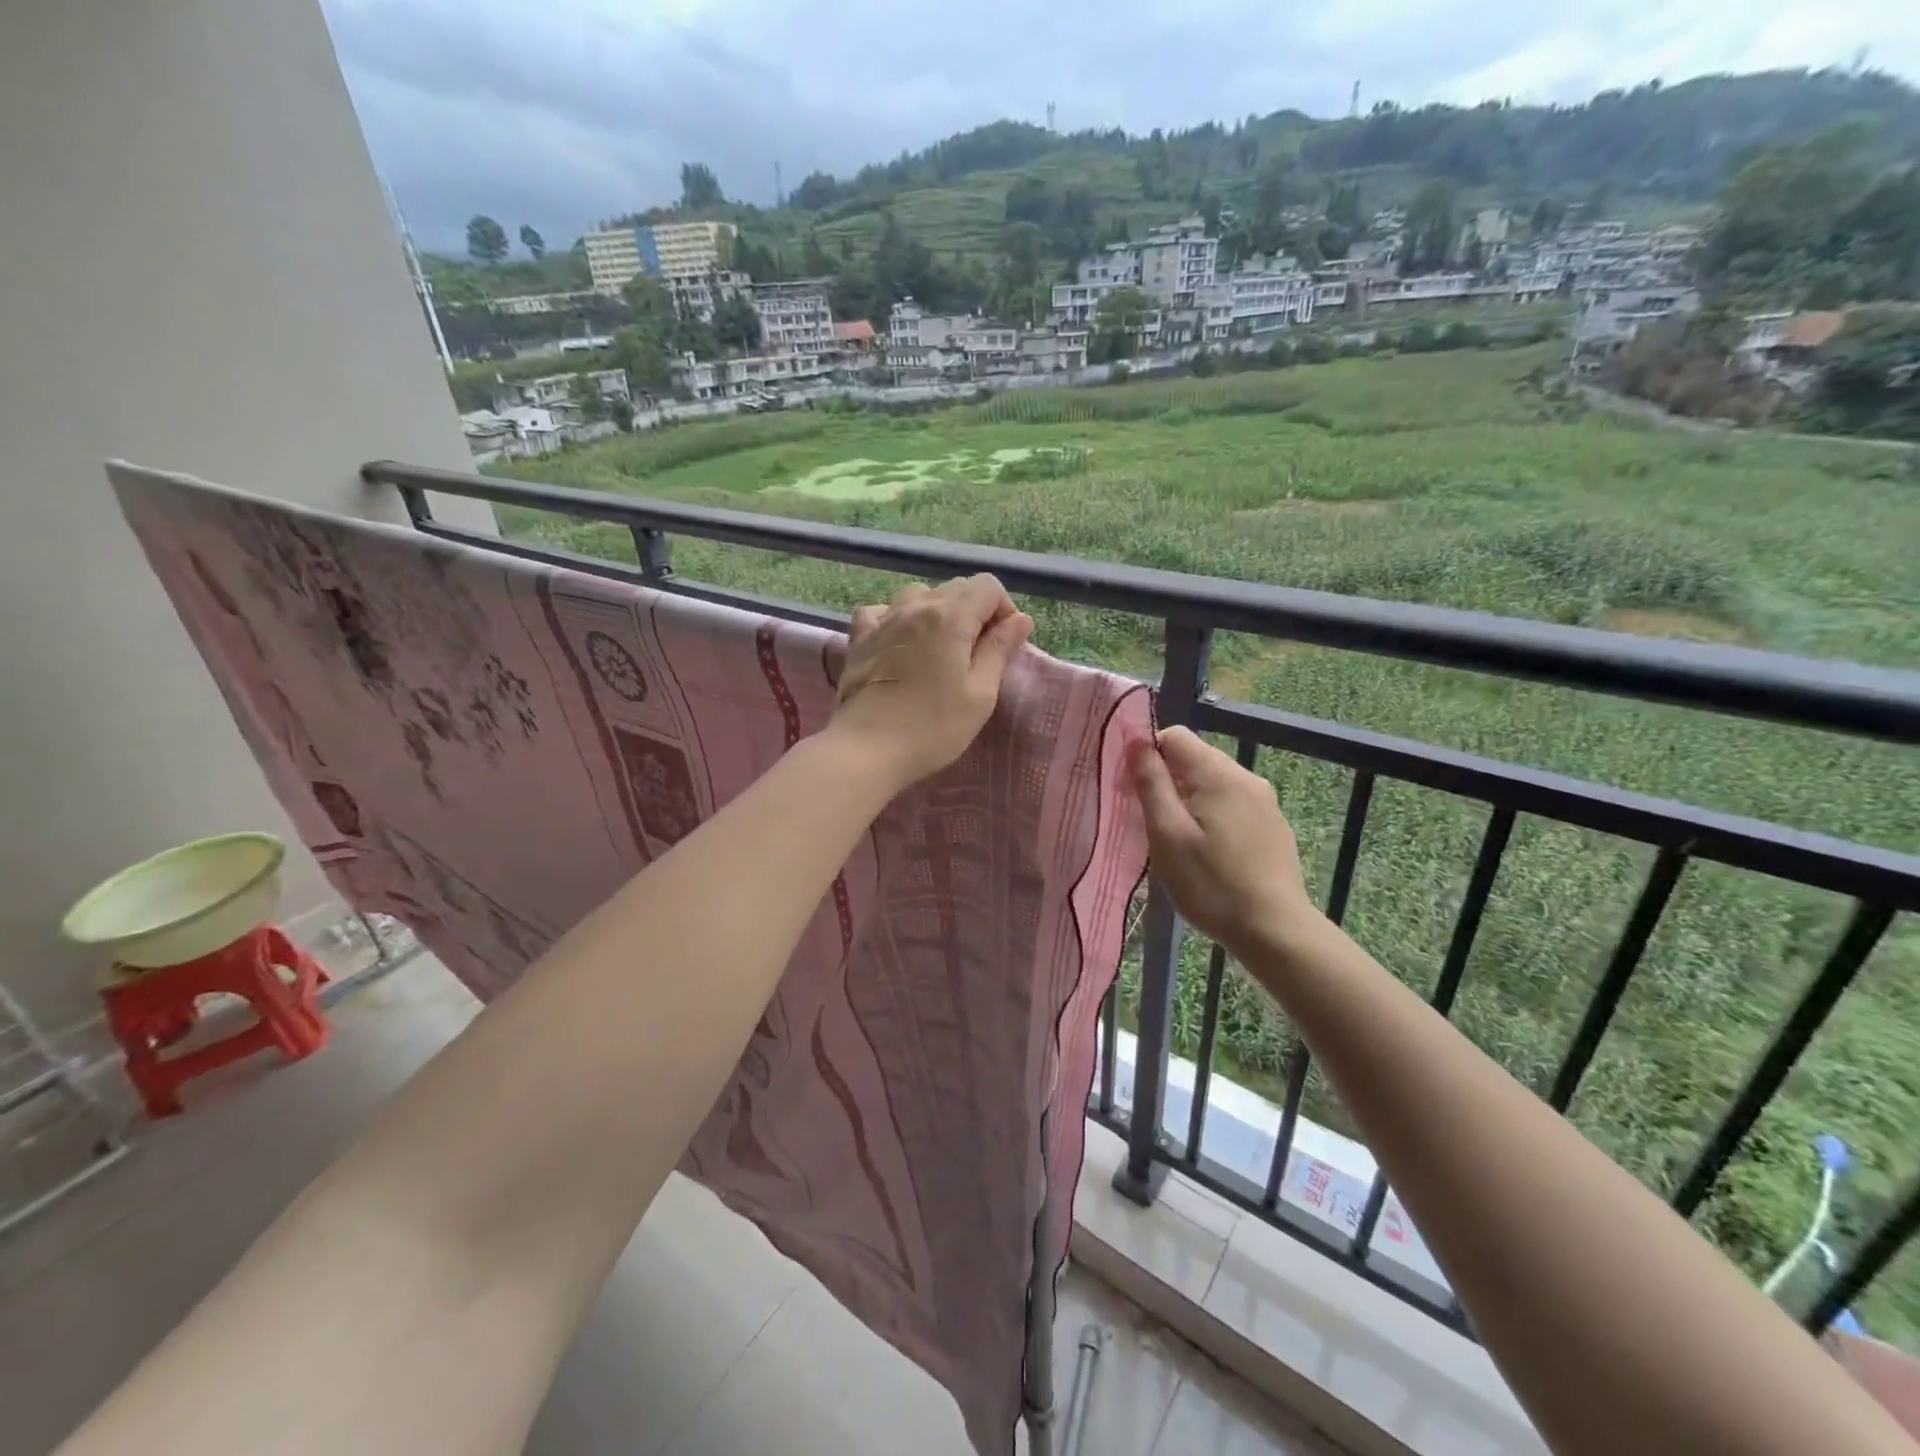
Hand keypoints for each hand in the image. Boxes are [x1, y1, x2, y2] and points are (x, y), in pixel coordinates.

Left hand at [828, 575, 1032, 790]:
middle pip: (956, 588)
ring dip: (937, 612)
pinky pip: (881, 610)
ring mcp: (883, 619)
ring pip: (919, 594)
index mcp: (951, 617)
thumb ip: (999, 650)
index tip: (1003, 643)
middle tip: (976, 654)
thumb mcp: (980, 694)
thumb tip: (1020, 619)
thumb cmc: (932, 726)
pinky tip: (900, 642)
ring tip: (939, 648)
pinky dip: (897, 618)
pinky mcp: (859, 637)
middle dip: (975, 612)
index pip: (988, 586)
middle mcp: (916, 606)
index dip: (1003, 609)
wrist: (867, 748)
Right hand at [1128, 727, 1317, 956]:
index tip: (1134, 792)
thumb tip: (1137, 743)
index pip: (1174, 736)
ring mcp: (1264, 802)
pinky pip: (1230, 805)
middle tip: (1151, 824)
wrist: (1274, 931)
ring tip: (1177, 843)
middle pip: (1194, 759)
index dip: (1147, 756)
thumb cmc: (1211, 883)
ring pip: (1211, 784)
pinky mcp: (1271, 826)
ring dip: (1187, 802)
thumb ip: (1151, 783)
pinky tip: (1207, 854)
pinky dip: (1210, 817)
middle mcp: (1246, 777)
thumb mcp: (1167, 833)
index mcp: (1219, 774)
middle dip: (1166, 781)